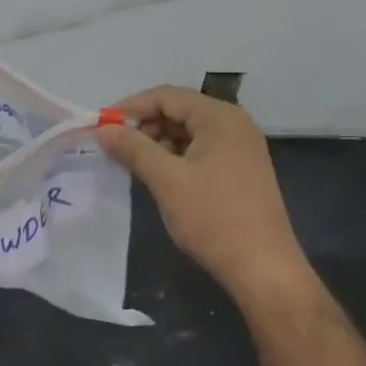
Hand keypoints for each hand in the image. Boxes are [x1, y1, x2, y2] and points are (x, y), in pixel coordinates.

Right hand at [99, 86, 309, 308]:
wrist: (263, 269)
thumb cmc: (213, 218)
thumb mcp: (166, 180)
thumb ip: (133, 148)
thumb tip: (102, 130)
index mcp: (220, 117)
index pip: (167, 96)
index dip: (131, 107)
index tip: (102, 127)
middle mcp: (234, 124)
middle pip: (179, 110)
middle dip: (144, 125)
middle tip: (115, 147)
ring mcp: (240, 148)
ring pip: (188, 132)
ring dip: (157, 142)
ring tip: (132, 163)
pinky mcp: (240, 170)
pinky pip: (200, 150)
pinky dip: (175, 156)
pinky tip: (158, 175)